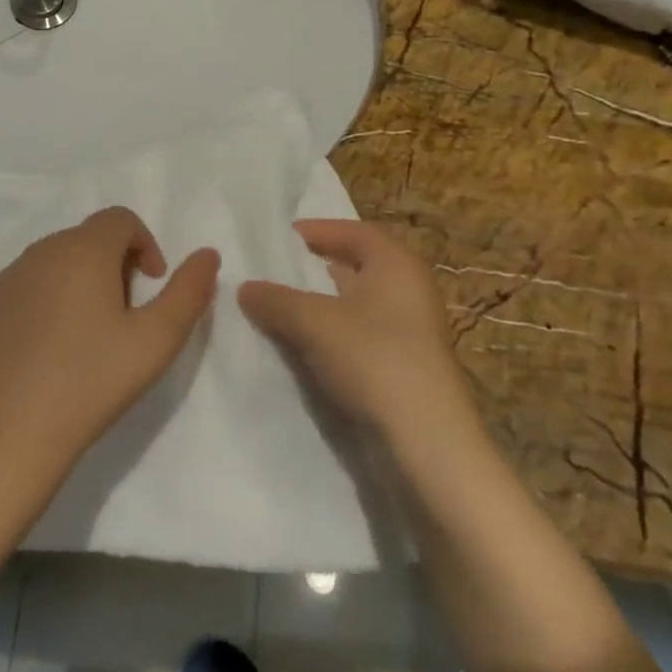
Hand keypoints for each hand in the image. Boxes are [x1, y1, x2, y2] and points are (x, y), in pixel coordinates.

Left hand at [0, 207, 219, 482]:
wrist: (6, 432)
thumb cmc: (90, 381)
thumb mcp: (156, 340)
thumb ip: (188, 291)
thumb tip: (207, 255)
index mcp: (83, 249)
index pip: (120, 219)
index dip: (145, 245)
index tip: (151, 286)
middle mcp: (41, 251)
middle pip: (88, 238)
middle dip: (115, 265)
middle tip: (125, 317)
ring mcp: (8, 279)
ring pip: (57, 261)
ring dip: (81, 282)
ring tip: (90, 336)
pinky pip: (28, 287)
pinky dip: (48, 301)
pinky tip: (51, 351)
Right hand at [240, 220, 477, 446]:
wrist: (426, 441)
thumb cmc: (373, 359)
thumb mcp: (313, 322)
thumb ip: (275, 300)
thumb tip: (244, 288)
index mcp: (395, 264)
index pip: (354, 231)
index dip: (319, 230)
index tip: (284, 235)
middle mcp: (409, 289)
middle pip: (360, 263)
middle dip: (321, 264)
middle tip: (282, 266)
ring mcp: (412, 328)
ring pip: (361, 300)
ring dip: (326, 299)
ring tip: (288, 302)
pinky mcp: (406, 362)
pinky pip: (364, 330)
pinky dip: (336, 328)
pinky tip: (310, 342)